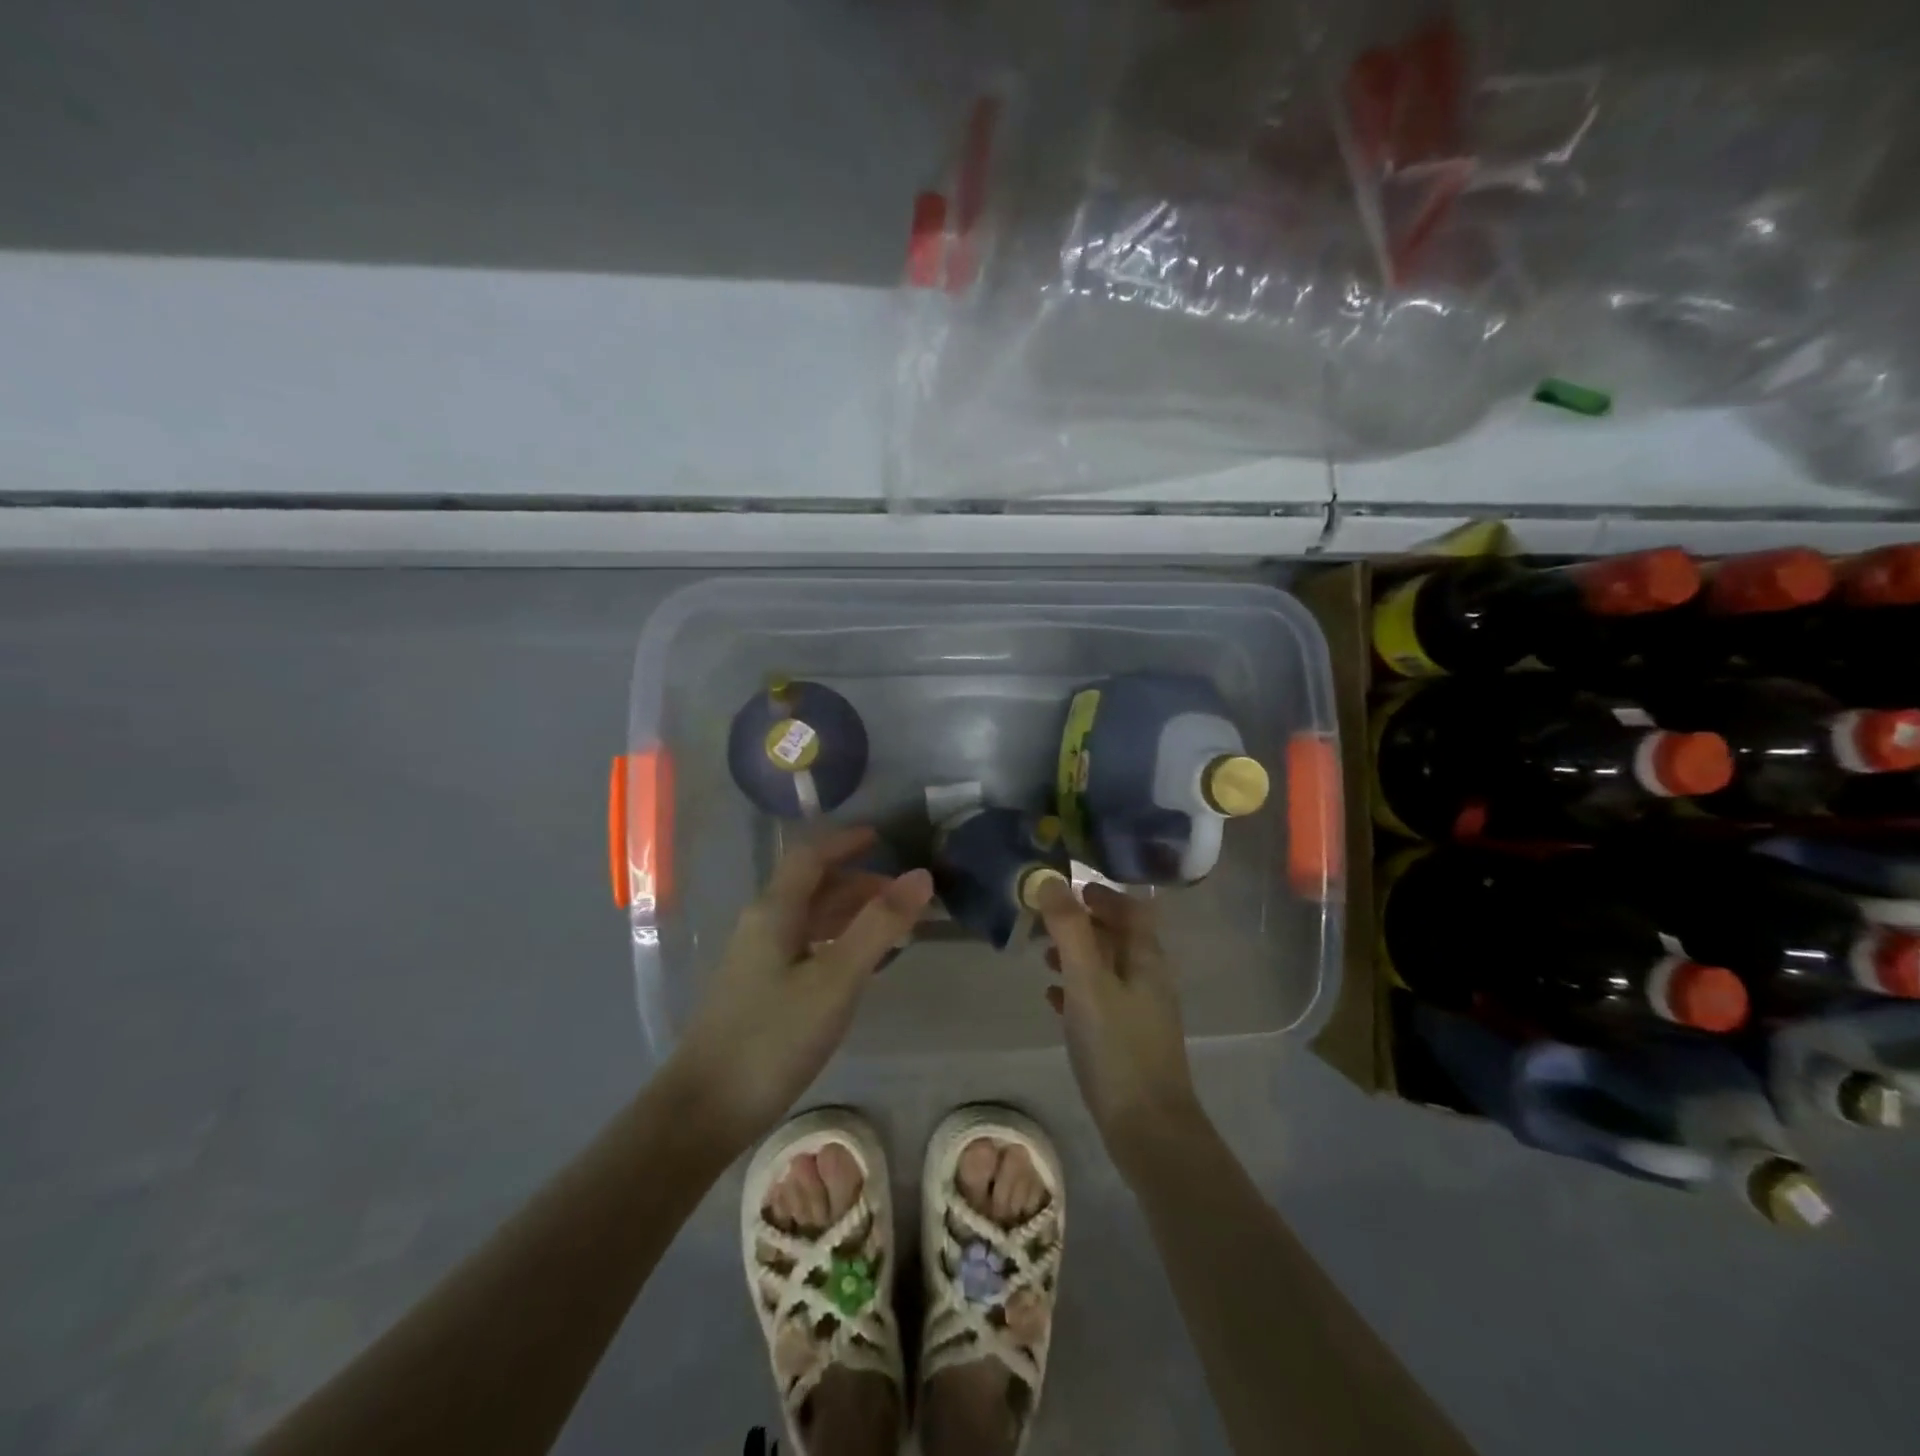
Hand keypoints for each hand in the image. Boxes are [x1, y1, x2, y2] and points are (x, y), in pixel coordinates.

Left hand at [670, 826, 932, 1151]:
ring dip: (848, 912)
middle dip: (857, 882)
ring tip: (891, 927)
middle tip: (902, 894)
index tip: (883, 838)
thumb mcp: (835, 980)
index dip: (846, 841)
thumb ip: (878, 926)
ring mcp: (756, 958)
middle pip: (811, 885)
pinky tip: (856, 964)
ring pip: (808, 917)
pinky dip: (835, 940)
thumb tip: (921, 875)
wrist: (703, 1110)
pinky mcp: (758, 989)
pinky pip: (803, 945)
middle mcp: (762, 924)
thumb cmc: (772, 1038)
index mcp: (774, 911)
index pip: (811, 856)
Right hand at [1039, 881, 1203, 1179]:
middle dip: (1084, 923)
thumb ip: (1069, 929)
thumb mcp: (1087, 981)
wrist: (1147, 1129)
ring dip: (1078, 955)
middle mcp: (1149, 978)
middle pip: (1119, 936)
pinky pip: (1101, 1000)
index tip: (1067, 889)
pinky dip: (1077, 989)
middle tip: (1045, 919)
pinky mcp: (1128, 1040)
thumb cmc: (1117, 1046)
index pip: (1132, 908)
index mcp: (1146, 958)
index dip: (1103, 894)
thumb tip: (1050, 879)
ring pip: (1107, 968)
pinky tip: (1052, 997)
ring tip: (1043, 954)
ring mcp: (1141, 1011)